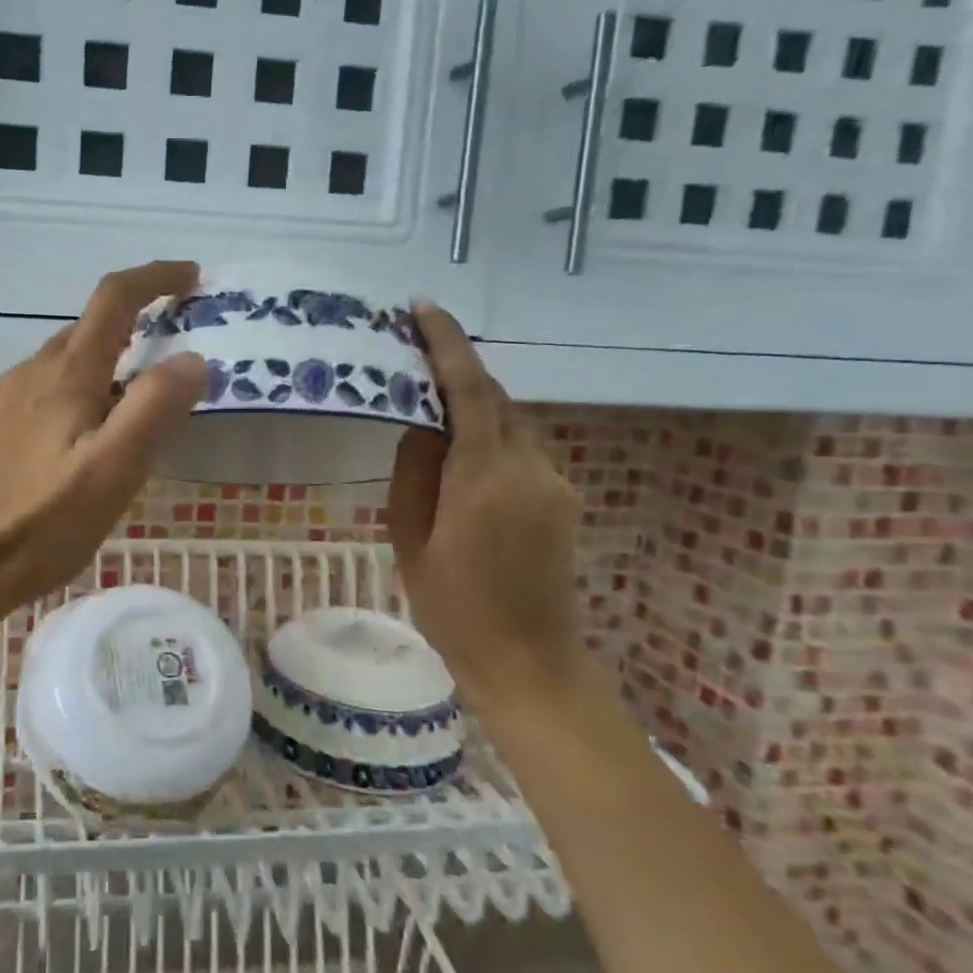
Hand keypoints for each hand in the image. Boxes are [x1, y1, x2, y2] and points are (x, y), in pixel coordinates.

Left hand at [0, 262, 208, 622]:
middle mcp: (34, 373)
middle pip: (91, 326)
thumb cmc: (41, 522)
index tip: (192, 276)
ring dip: (114, 358)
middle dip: (139, 320)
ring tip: (147, 397)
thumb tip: (193, 358)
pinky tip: (97, 433)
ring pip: (72, 359)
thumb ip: (154, 409)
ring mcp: (12, 401)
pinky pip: (55, 388)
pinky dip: (89, 387)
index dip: (155, 278)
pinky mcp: (2, 429)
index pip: (113, 299)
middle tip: (181, 346)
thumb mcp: (112, 470)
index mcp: (66, 374)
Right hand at [386, 301, 584, 712]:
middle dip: (457, 369)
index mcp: (483, 477)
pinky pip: (521, 447)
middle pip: (494, 397)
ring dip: (474, 403)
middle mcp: (528, 467)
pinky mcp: (563, 499)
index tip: (422, 309)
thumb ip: (414, 471)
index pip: (469, 390)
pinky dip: (490, 434)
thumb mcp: (410, 539)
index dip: (446, 344)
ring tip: (431, 404)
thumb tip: (421, 423)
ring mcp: (553, 483)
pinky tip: (463, 454)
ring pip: (510, 420)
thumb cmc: (453, 607)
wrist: (529, 663)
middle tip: (413, 355)